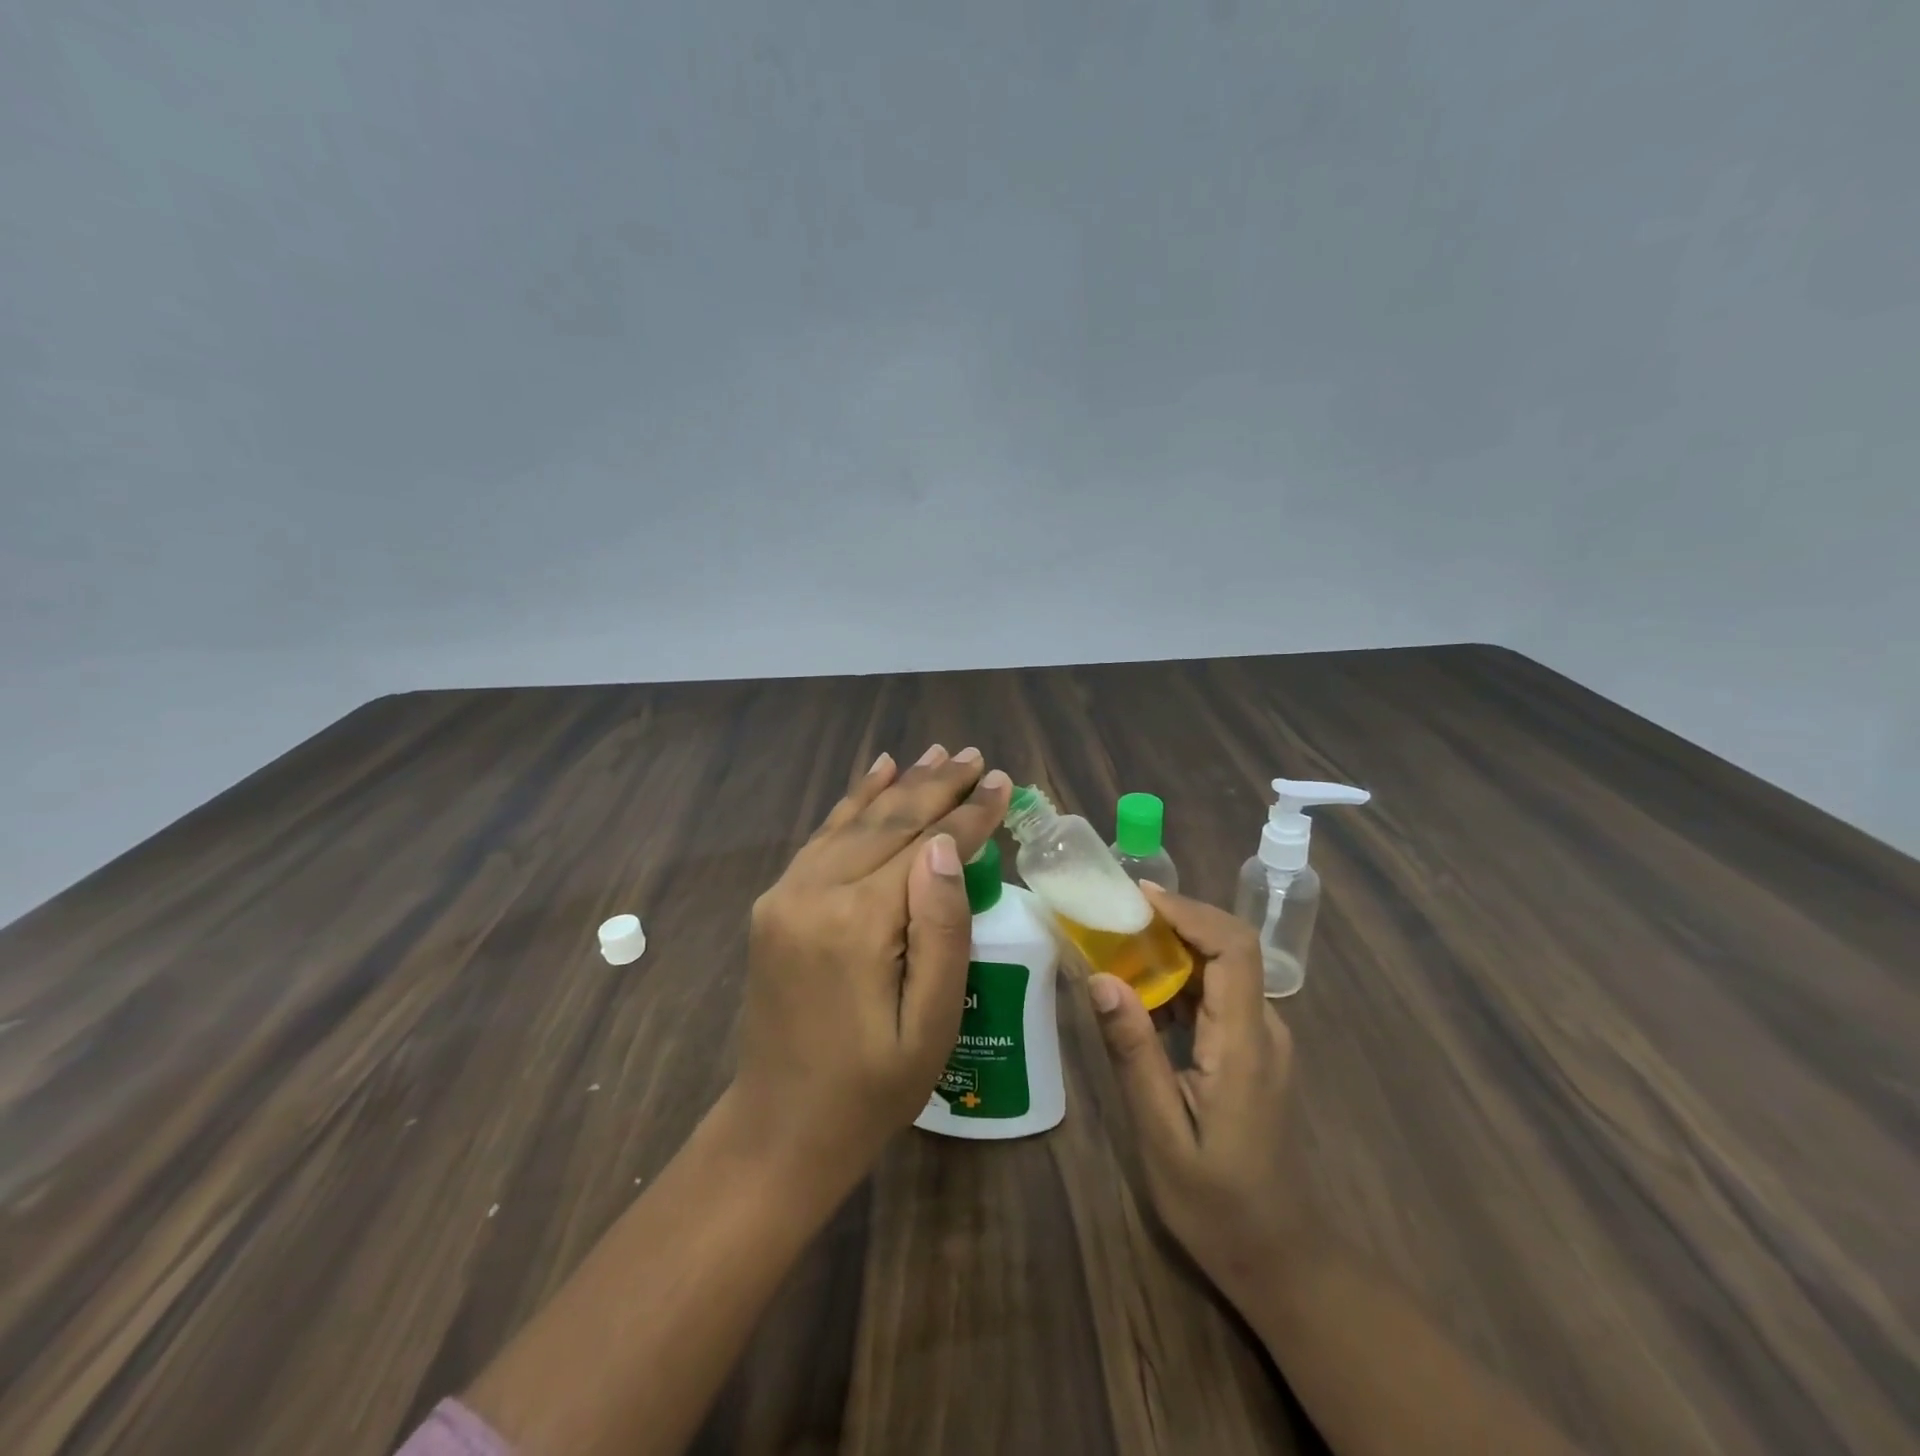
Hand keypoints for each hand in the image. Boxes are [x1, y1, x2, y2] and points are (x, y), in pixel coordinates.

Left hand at [732, 745, 1012, 1191]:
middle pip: (889, 821)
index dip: (970, 814)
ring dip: (899, 785)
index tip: (1003, 781)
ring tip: (936, 754)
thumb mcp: (930, 1025)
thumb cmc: (871, 1089)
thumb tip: (948, 846)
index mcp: (858, 923)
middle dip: (938, 787)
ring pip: (854, 820)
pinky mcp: (775, 903)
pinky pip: (822, 838)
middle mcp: (815, 892)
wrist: (779, 1128)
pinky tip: (877, 776)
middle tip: (976, 757)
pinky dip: (853, 803)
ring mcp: (786, 893)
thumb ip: (942, 929)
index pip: (926, 846)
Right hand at [1088, 884, 1310, 1301]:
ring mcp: (1261, 1038)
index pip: (1234, 949)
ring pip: (1221, 966)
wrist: (1277, 1255)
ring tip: (1116, 944)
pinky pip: (1216, 993)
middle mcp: (1263, 1028)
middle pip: (1228, 947)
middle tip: (1114, 916)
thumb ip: (1134, 1053)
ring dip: (1172, 947)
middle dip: (1173, 921)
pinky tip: (1140, 992)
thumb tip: (1101, 978)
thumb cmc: (1217, 1203)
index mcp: (1245, 1044)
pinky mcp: (1251, 1048)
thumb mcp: (1162, 1134)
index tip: (1138, 898)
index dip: (1189, 912)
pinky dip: (1178, 978)